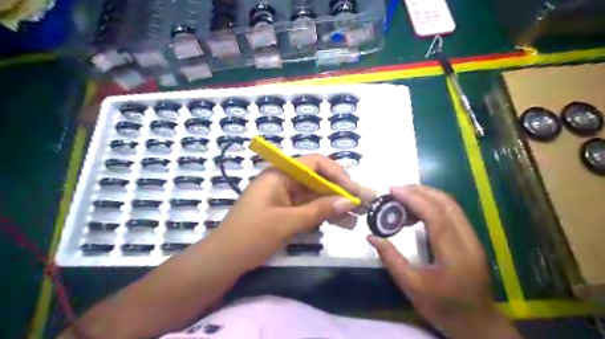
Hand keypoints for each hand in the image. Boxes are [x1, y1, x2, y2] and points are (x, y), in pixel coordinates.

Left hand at [212, 156, 373, 265]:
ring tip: (358, 217)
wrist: (223, 260)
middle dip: (341, 191)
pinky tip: (342, 223)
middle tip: (365, 203)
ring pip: (316, 196)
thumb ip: (319, 210)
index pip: (315, 164)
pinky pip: (309, 209)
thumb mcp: (286, 222)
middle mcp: (284, 181)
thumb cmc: (250, 236)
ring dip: (336, 205)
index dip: (338, 175)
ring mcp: (285, 197)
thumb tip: (349, 201)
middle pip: (318, 180)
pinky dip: (324, 215)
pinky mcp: (286, 211)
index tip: (354, 191)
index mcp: (280, 174)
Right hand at [369, 186, 519, 338]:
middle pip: (445, 203)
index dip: (412, 198)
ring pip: (451, 204)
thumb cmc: (443, 308)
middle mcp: (467, 240)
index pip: (434, 214)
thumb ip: (391, 259)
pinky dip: (433, 204)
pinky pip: (452, 212)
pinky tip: (417, 209)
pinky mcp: (471, 238)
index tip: (391, 190)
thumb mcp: (411, 287)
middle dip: (419, 191)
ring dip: (426, 195)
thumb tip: (372, 237)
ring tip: (403, 196)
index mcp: (454, 253)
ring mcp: (472, 238)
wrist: (477, 324)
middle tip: (394, 190)